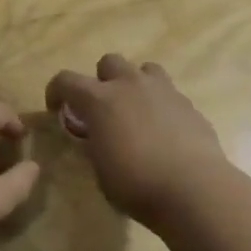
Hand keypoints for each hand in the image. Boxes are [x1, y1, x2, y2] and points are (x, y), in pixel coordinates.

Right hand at [44, 54, 229, 223]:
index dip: (56, 91)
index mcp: (100, 100)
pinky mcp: (188, 104)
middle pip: (109, 61)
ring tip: (136, 111)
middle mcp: (130, 85)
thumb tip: (95, 135)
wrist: (194, 189)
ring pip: (144, 69)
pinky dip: (160, 105)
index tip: (57, 109)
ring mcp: (163, 90)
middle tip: (103, 108)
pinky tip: (163, 132)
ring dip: (135, 84)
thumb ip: (95, 144)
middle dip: (102, 80)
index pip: (66, 80)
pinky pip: (168, 93)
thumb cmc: (136, 184)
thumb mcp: (100, 169)